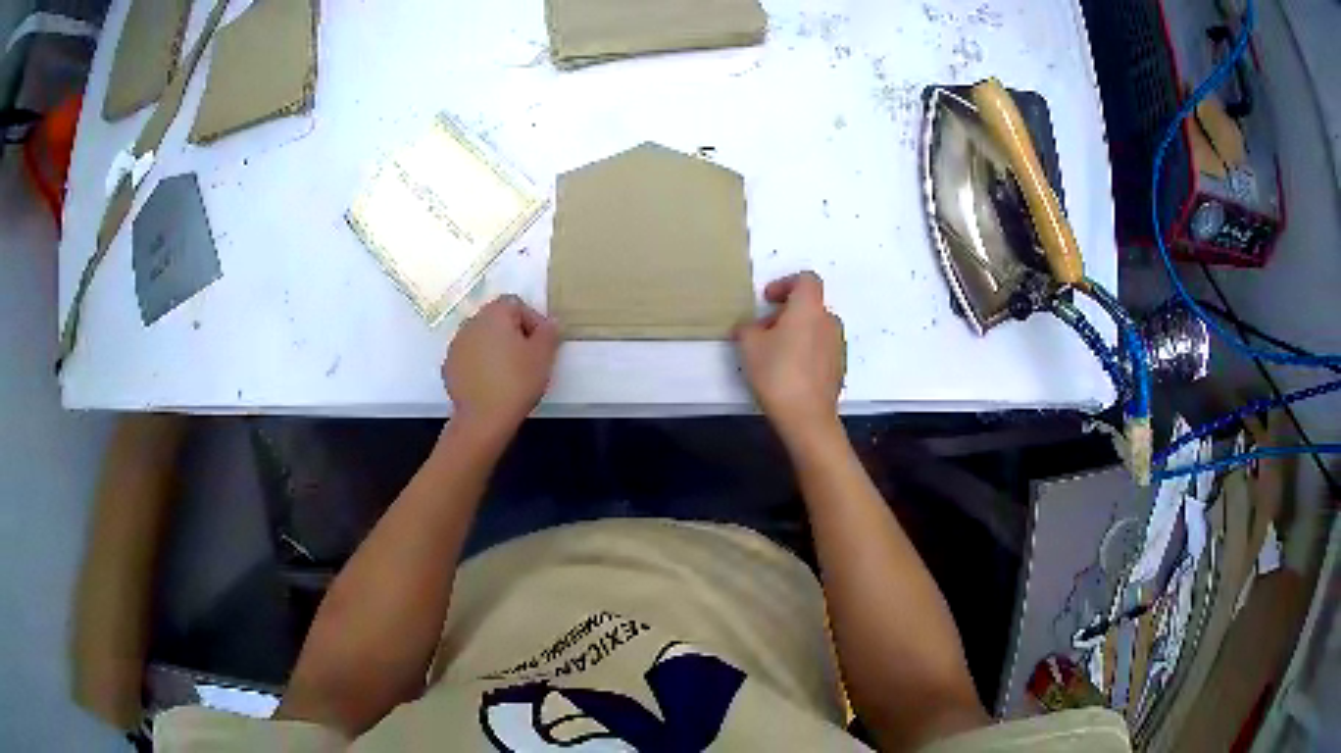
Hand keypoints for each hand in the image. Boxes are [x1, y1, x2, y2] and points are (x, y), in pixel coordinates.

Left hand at [444, 295, 560, 435]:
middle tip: (528, 357)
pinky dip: (480, 364)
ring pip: (481, 338)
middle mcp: (471, 322)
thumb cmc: (517, 381)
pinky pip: (469, 357)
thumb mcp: (543, 356)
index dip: (532, 320)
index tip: (541, 343)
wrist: (483, 419)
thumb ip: (549, 332)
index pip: (516, 303)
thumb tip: (550, 322)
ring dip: (495, 348)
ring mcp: (456, 344)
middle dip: (513, 333)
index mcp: (494, 314)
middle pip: (496, 319)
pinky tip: (491, 383)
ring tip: (509, 372)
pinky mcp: (448, 366)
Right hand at [734, 271, 845, 440]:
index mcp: (809, 308)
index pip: (806, 279)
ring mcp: (837, 345)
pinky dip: (805, 349)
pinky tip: (788, 370)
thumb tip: (749, 328)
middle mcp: (828, 321)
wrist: (807, 416)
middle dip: (787, 311)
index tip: (767, 299)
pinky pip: (820, 347)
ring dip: (796, 331)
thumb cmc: (777, 373)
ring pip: (815, 327)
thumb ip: (747, 328)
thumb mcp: (749, 346)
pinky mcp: (838, 367)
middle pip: (810, 305)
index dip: (785, 283)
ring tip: (774, 351)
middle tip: (764, 328)